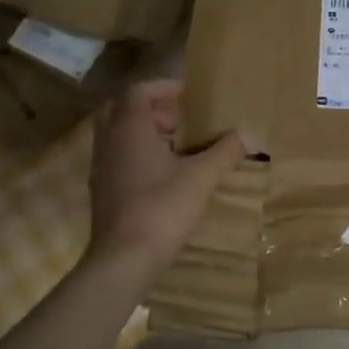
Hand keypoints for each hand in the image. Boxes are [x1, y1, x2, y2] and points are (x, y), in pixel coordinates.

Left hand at [87, 79, 243, 283]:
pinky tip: (167, 177)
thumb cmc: (161, 208)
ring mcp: (101, 169)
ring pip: (121, 137)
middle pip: (125, 111)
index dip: (163, 87)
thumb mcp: (201, 177)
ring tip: (180, 148)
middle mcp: (109, 143)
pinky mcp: (102, 193)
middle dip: (154, 110)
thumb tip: (247, 134)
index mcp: (129, 129)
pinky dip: (140, 156)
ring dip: (148, 134)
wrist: (123, 261)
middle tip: (182, 121)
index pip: (138, 91)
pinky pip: (119, 159)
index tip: (188, 95)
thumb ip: (225, 151)